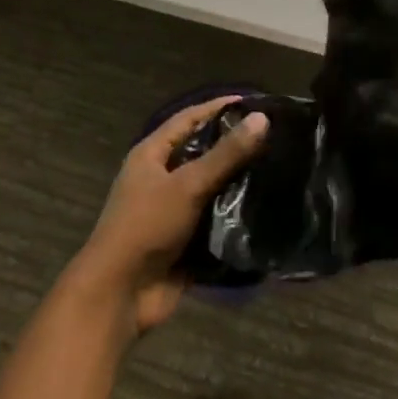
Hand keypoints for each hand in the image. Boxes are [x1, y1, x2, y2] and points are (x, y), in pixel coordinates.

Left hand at [71, 96, 268, 333]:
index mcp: (151, 156)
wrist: (119, 295)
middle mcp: (160, 179)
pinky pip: (214, 225)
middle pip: (201, 155)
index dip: (217, 108)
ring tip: (277, 172)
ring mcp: (172, 213)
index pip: (188, 119)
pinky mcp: (184, 244)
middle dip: (233, 148)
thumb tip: (262, 118)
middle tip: (273, 139)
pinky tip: (266, 213)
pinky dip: (235, 221)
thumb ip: (226, 154)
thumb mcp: (188, 184)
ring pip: (211, 191)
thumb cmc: (147, 226)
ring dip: (238, 186)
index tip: (252, 102)